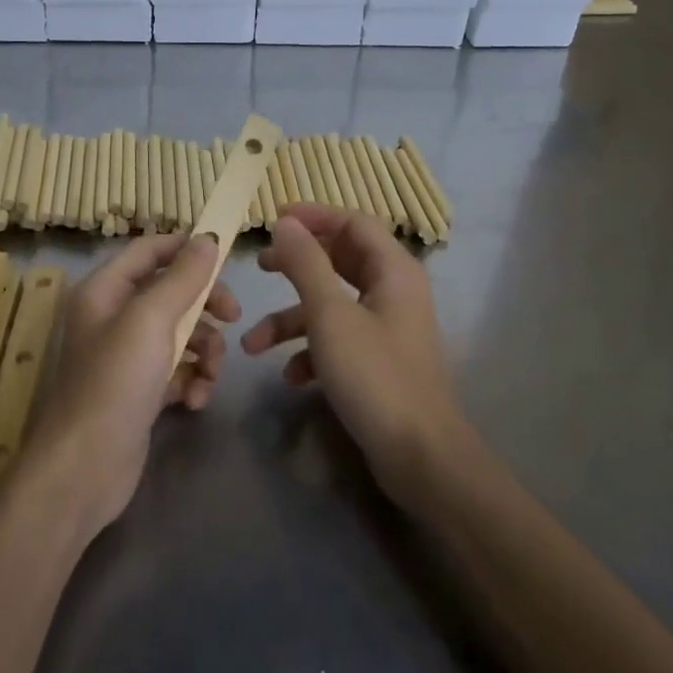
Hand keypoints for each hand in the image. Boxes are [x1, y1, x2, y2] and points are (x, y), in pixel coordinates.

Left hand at [21, 233, 239, 533]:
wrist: (84, 469)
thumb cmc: (115, 382)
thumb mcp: (150, 320)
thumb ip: (182, 278)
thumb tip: (207, 238)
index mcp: (105, 290)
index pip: (149, 250)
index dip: (186, 247)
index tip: (226, 256)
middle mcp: (113, 317)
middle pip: (170, 292)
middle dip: (205, 305)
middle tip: (234, 316)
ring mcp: (126, 356)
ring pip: (180, 334)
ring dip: (204, 350)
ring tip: (210, 375)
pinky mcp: (140, 391)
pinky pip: (177, 370)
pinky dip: (191, 380)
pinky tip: (195, 401)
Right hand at [243, 205, 470, 506]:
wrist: (419, 456)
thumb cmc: (374, 375)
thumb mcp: (330, 315)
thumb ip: (305, 263)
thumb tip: (285, 222)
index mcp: (393, 270)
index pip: (353, 222)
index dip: (314, 216)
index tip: (273, 220)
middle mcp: (393, 291)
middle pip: (340, 260)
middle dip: (296, 265)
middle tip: (260, 266)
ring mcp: (387, 327)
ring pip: (332, 305)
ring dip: (291, 320)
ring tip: (252, 343)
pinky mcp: (378, 360)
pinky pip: (338, 339)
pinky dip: (310, 350)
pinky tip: (290, 376)